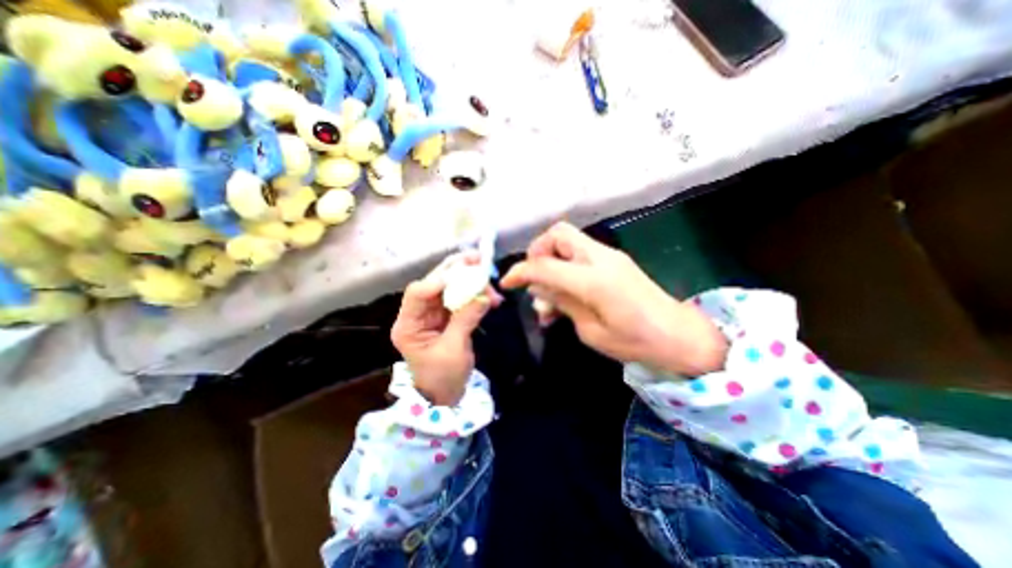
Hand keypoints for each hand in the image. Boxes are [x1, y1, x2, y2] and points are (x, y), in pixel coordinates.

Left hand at [390, 252, 501, 402]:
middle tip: (478, 260)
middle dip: (456, 271)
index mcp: (408, 325)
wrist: (445, 396)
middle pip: (434, 284)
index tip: (463, 275)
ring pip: (449, 287)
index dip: (438, 280)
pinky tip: (490, 296)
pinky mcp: (447, 316)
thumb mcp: (454, 350)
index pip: (417, 293)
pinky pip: (460, 297)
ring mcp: (433, 313)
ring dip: (469, 280)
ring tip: (489, 278)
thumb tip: (483, 295)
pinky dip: (475, 293)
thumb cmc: (443, 378)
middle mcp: (418, 314)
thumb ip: (465, 320)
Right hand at [500, 222, 727, 377]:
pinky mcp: (613, 260)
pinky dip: (564, 265)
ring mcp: (609, 255)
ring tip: (548, 295)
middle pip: (558, 233)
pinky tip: (564, 293)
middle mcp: (600, 259)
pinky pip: (579, 252)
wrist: (678, 335)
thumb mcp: (590, 331)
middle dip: (537, 252)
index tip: (506, 282)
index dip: (521, 271)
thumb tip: (538, 288)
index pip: (545, 266)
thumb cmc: (635, 342)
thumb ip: (562, 303)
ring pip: (568, 238)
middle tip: (534, 279)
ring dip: (550, 259)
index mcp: (594, 281)